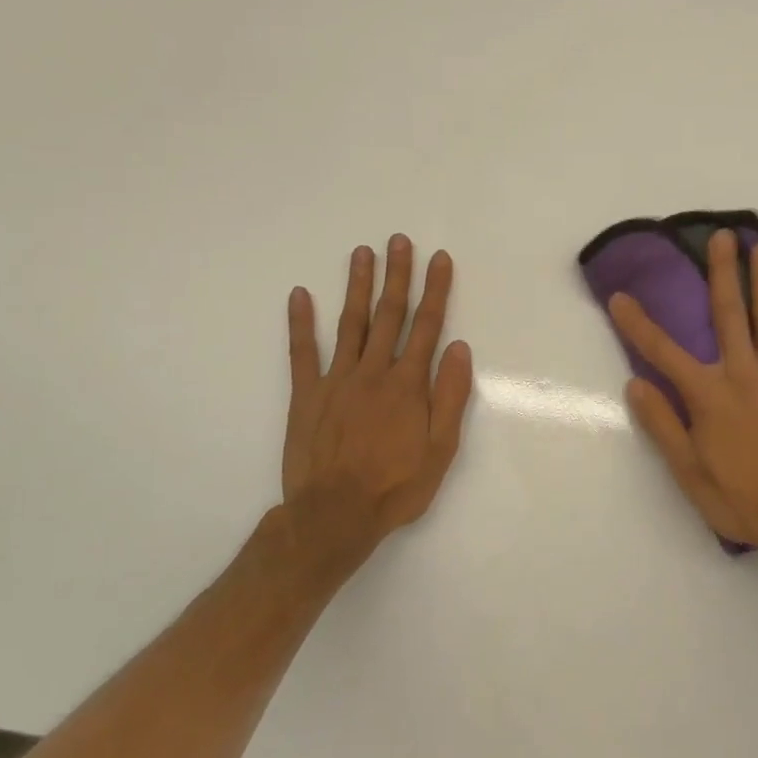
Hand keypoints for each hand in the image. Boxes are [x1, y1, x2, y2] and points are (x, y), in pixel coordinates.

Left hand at [280, 236, 473, 559]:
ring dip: (357, 286)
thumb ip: (450, 396)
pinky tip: (299, 295)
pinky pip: (302, 352)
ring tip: (362, 253)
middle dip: (397, 275)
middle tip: (399, 241)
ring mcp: (336, 380)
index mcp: (408, 384)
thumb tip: (458, 348)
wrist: (333, 516)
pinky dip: (300, 323)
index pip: (427, 326)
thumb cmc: (395, 486)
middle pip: (389, 315)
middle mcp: (373, 372)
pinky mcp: (306, 395)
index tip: (439, 259)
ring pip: (351, 323)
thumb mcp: (440, 450)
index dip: (435, 290)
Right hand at [610, 229, 757, 562]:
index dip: (638, 324)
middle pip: (729, 315)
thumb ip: (663, 426)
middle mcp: (744, 375)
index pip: (663, 352)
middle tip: (722, 237)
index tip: (620, 296)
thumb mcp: (690, 474)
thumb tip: (636, 383)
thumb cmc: (745, 502)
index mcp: (709, 397)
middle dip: (722, 274)